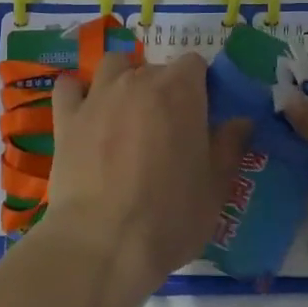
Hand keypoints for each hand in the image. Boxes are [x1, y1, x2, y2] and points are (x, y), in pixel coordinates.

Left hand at [45, 52, 250, 289]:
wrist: (102, 243)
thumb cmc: (169, 216)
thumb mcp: (215, 188)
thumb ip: (229, 147)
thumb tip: (241, 121)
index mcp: (180, 91)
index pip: (195, 64)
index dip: (201, 86)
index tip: (202, 116)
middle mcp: (138, 81)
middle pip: (156, 68)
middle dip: (165, 90)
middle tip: (167, 130)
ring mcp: (98, 96)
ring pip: (113, 66)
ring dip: (123, 79)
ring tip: (127, 111)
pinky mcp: (66, 118)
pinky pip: (68, 87)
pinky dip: (77, 93)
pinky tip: (84, 111)